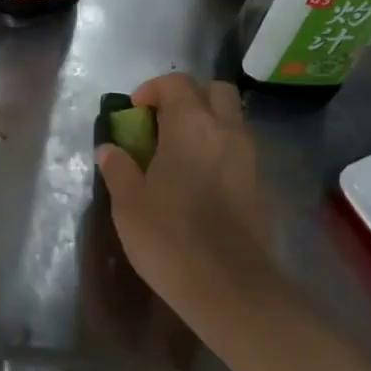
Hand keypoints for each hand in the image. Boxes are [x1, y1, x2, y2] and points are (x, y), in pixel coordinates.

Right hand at [96, 74, 285, 331]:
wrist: (229, 287)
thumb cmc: (169, 237)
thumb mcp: (128, 203)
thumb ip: (119, 168)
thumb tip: (110, 149)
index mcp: (191, 125)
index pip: (177, 83)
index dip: (152, 90)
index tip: (134, 114)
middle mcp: (226, 131)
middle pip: (215, 91)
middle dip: (189, 98)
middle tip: (163, 125)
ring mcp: (249, 157)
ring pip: (231, 120)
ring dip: (207, 124)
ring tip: (178, 155)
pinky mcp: (260, 185)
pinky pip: (239, 150)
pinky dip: (219, 151)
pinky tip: (199, 182)